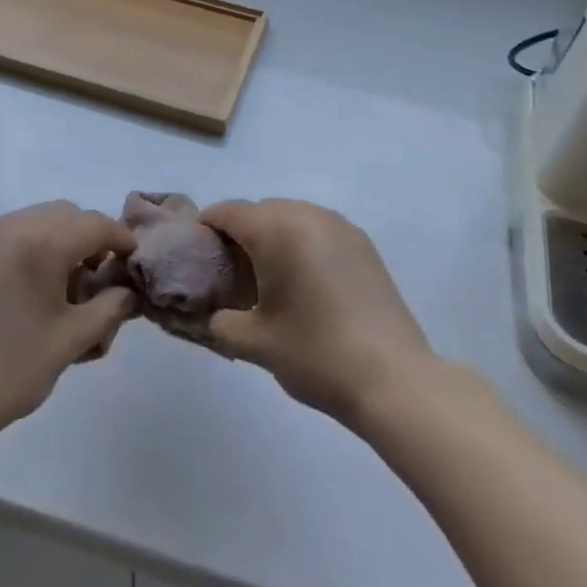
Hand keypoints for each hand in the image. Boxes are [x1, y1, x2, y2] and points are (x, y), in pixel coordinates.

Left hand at [0, 200, 137, 449]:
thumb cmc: (8, 370)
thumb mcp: (71, 341)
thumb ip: (109, 308)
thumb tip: (128, 292)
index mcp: (42, 241)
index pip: (97, 225)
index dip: (121, 242)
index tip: (133, 266)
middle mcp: (12, 225)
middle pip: (67, 215)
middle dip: (89, 240)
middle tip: (95, 282)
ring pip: (38, 221)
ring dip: (59, 243)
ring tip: (60, 291)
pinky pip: (11, 235)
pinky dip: (30, 249)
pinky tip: (28, 292)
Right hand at [200, 198, 434, 428]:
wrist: (392, 376)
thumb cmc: (315, 354)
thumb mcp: (255, 343)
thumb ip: (220, 322)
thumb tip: (210, 313)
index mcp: (277, 229)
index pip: (228, 211)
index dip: (206, 227)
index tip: (194, 253)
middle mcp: (308, 214)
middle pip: (260, 210)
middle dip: (239, 233)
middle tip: (228, 273)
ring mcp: (340, 225)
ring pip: (291, 216)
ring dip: (272, 236)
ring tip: (266, 278)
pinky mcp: (362, 243)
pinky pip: (318, 228)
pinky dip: (301, 242)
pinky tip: (303, 281)